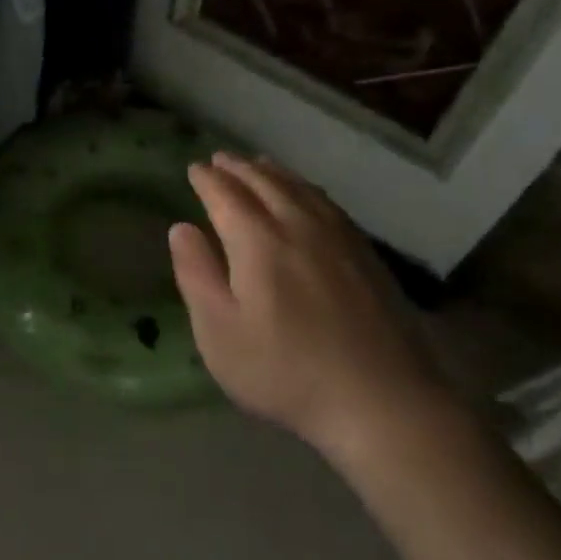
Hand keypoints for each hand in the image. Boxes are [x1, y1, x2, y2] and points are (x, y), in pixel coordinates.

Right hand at [169, 152, 448, 462]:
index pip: (226, 196)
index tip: (193, 169)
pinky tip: (307, 195)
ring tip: (258, 164)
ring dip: (273, 172)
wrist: (379, 400)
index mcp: (258, 241)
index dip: (207, 180)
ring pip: (300, 189)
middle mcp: (299, 225)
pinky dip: (307, 188)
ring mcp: (339, 238)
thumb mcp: (219, 331)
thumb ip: (196, 274)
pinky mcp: (366, 255)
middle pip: (265, 183)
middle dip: (238, 168)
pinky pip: (329, 204)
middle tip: (220, 159)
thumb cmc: (283, 370)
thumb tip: (181, 227)